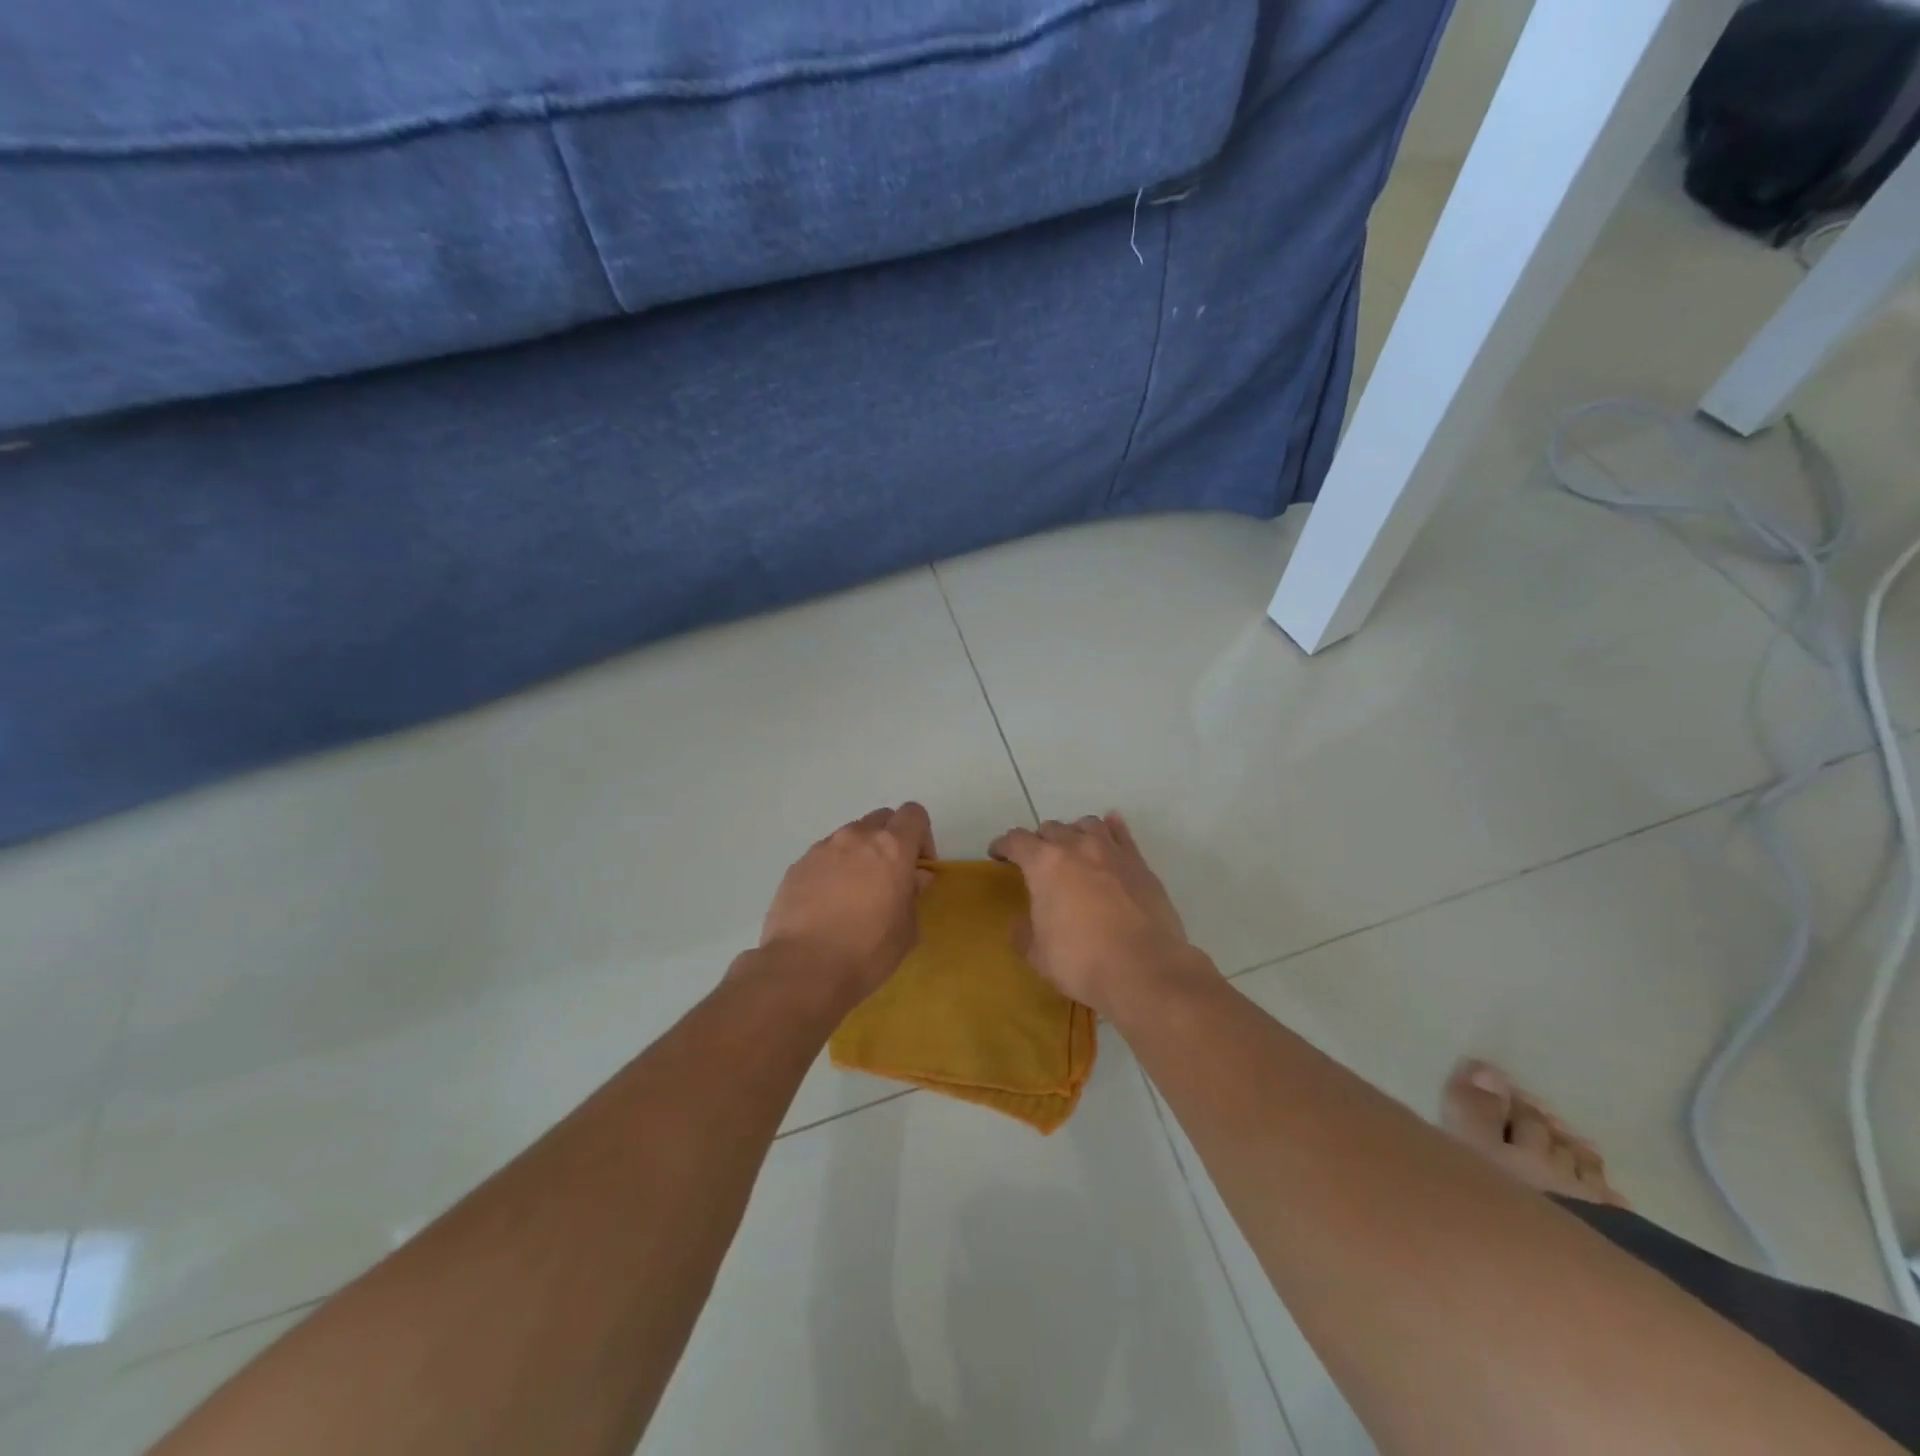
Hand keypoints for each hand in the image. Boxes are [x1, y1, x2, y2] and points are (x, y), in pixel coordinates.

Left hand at [757, 802, 936, 998]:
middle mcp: (856, 837)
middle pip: (881, 819)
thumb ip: (913, 894)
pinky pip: (824, 856)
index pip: (913, 814)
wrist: (804, 968)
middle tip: (889, 877)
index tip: (918, 867)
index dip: (921, 836)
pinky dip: (832, 869)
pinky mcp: (798, 865)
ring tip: (854, 892)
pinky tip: (827, 903)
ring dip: (859, 854)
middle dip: (890, 841)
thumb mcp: (907, 929)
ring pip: (850, 837)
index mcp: (892, 847)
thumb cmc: (868, 951)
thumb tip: (914, 878)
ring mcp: (823, 848)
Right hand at [990, 813, 1216, 1019]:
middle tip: (1037, 861)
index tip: (998, 853)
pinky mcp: (1139, 864)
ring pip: (1087, 824)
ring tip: (1072, 848)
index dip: (1003, 845)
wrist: (1144, 969)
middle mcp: (1077, 847)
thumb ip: (1024, 932)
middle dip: (1039, 841)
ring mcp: (1112, 852)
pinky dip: (1112, 829)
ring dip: (1074, 832)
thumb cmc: (1081, 961)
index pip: (1016, 841)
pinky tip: (1110, 830)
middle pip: (1052, 828)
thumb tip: (1022, 923)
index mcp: (1045, 864)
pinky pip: (1122, 834)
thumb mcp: (1037, 954)